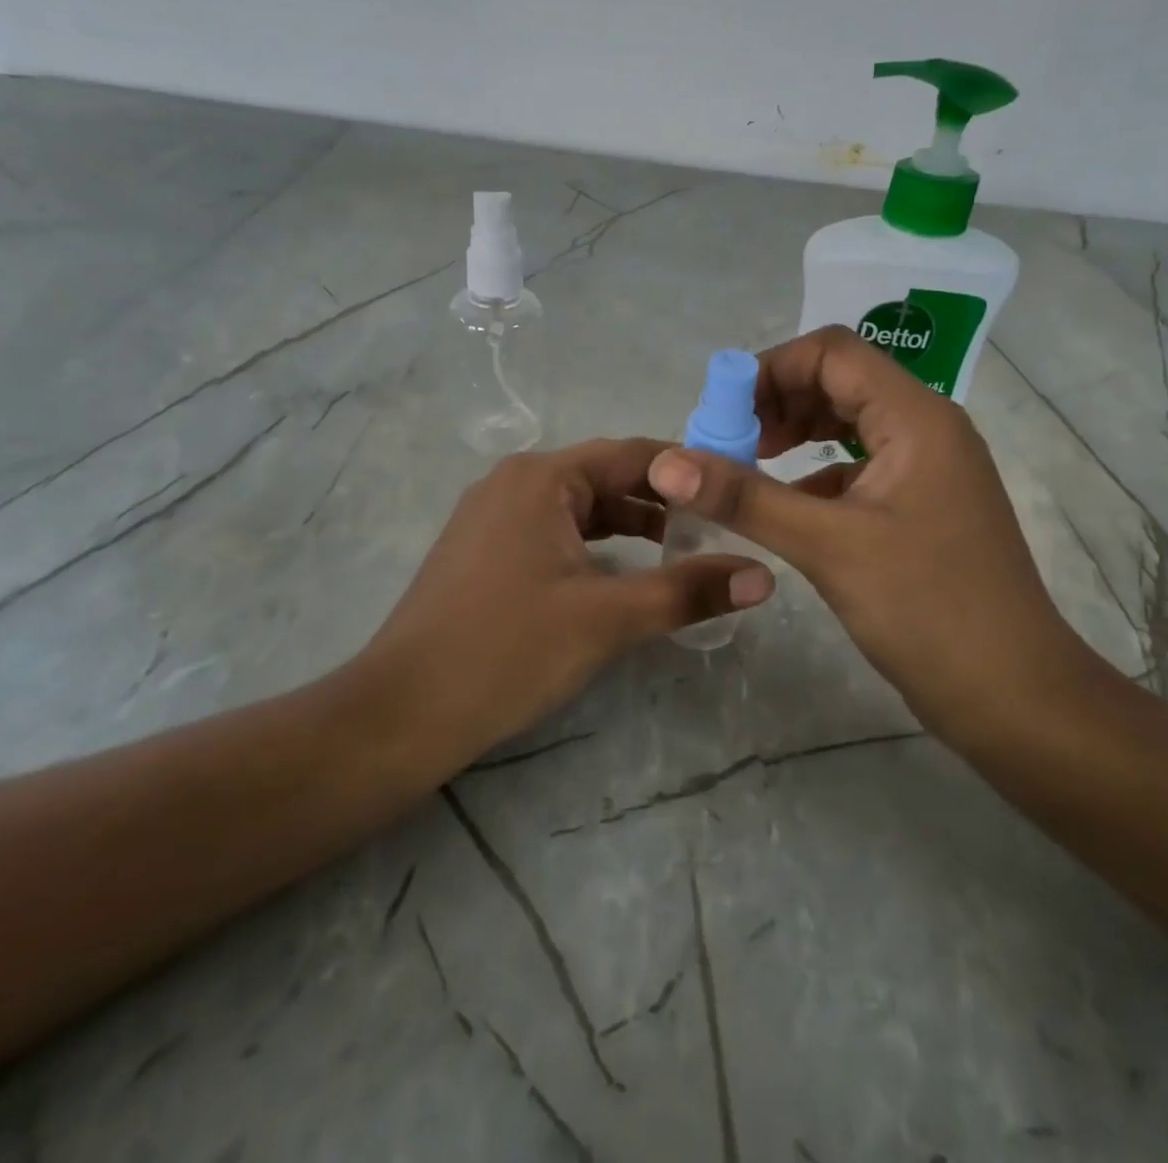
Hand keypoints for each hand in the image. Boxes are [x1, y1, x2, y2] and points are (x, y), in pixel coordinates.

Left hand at [364, 439, 774, 763]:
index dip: (689, 473)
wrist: (403, 711)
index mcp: (542, 477)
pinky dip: (594, 547)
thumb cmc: (507, 650)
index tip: (736, 495)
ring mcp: (493, 517)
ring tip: (681, 554)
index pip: (633, 455)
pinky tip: (620, 577)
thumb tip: (764, 576)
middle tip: (718, 531)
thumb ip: (687, 591)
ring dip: (629, 527)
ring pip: (579, 510)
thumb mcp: (607, 618)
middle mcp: (515, 482)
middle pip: (606, 479)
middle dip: (663, 503)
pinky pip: (554, 533)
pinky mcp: (484, 552)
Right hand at [647, 326, 1080, 736]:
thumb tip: (667, 464)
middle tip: (730, 443)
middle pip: (841, 382)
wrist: (1013, 694)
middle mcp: (928, 428)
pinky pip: (862, 467)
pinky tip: (790, 507)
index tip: (721, 412)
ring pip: (852, 424)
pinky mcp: (924, 506)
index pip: (833, 353)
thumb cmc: (927, 609)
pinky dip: (819, 473)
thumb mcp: (828, 546)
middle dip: (779, 402)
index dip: (770, 369)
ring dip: (798, 434)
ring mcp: (930, 469)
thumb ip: (745, 497)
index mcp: (916, 417)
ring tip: (750, 466)